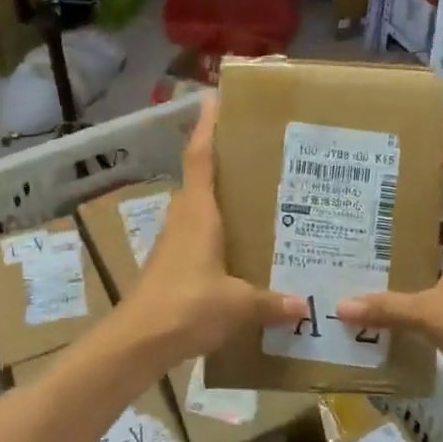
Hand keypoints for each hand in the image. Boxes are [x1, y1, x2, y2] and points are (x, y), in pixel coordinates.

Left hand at [118, 95, 307, 362]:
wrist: (137, 343)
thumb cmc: (187, 306)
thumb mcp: (238, 304)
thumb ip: (272, 302)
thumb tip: (305, 306)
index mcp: (198, 213)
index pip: (201, 157)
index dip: (208, 127)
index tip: (216, 98)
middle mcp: (184, 219)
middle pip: (202, 178)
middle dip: (226, 161)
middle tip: (262, 153)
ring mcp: (174, 243)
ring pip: (201, 209)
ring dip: (223, 199)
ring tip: (261, 198)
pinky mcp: (173, 266)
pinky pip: (200, 236)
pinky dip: (220, 232)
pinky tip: (244, 248)